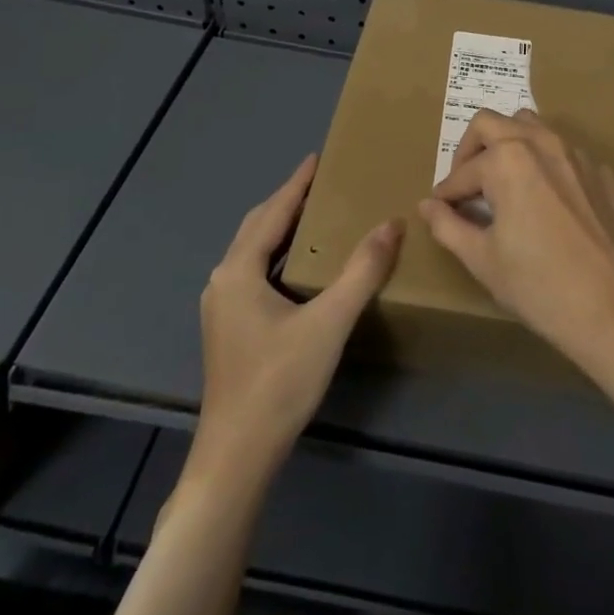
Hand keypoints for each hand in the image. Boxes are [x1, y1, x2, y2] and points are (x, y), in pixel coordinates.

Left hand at [194, 155, 403, 478]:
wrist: (237, 456)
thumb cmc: (279, 383)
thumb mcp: (328, 322)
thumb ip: (362, 271)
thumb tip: (392, 224)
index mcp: (238, 271)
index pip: (272, 212)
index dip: (296, 183)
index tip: (317, 158)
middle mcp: (223, 281)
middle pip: (257, 227)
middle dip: (287, 201)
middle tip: (321, 183)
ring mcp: (221, 307)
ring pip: (252, 251)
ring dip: (281, 228)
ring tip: (316, 216)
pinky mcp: (229, 329)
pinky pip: (253, 273)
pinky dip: (277, 255)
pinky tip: (300, 267)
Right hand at [417, 110, 613, 378]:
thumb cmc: (539, 286)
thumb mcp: (483, 260)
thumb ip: (448, 226)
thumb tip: (428, 206)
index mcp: (508, 159)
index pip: (463, 170)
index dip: (446, 192)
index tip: (440, 209)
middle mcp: (542, 142)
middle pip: (492, 123)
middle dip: (470, 151)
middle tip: (466, 187)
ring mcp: (577, 154)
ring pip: (532, 126)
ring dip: (509, 144)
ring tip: (502, 183)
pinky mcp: (601, 172)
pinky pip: (564, 152)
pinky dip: (545, 164)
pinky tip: (545, 201)